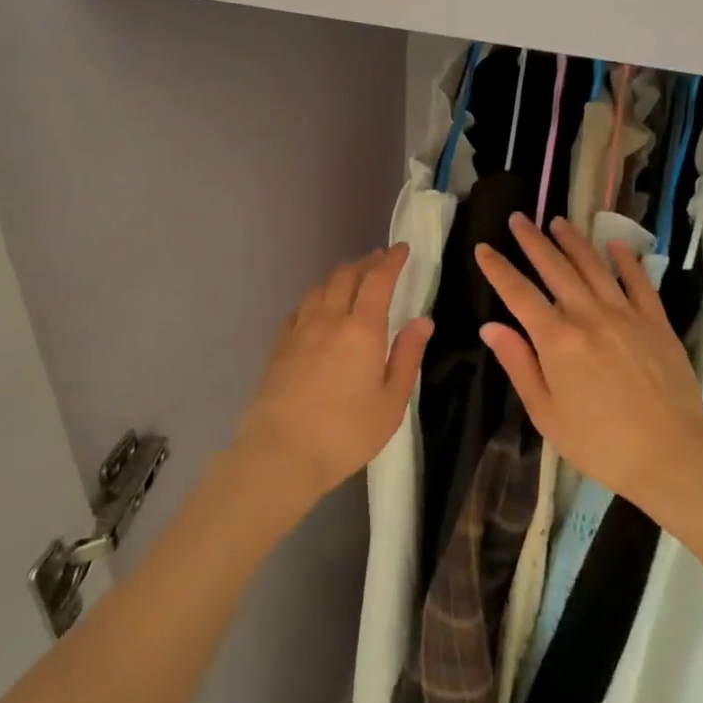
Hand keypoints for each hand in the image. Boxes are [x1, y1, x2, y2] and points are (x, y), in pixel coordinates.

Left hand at [236, 245, 432, 506]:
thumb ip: (407, 356)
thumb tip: (422, 320)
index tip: (401, 248)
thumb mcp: (391, 402)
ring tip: (352, 278)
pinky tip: (319, 307)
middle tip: (379, 260)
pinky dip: (317, 297)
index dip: (391, 260)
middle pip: (346, 275)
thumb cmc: (346, 433)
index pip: (378, 280)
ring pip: (321, 287)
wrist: (280, 453)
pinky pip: (301, 307)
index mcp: (362, 329)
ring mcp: (300, 330)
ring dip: (341, 275)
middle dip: (366, 262)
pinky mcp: (280, 345)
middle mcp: (329, 318)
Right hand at [475, 214, 702, 517]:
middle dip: (533, 241)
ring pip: (594, 266)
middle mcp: (589, 316)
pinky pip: (639, 282)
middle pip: (555, 268)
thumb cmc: (600, 443)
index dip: (498, 269)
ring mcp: (626, 315)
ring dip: (574, 241)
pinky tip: (616, 245)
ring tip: (558, 221)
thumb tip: (491, 327)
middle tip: (518, 218)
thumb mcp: (546, 413)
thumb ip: (518, 365)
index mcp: (557, 340)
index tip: (483, 248)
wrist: (672, 456)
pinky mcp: (656, 323)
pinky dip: (626, 260)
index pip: (519, 293)